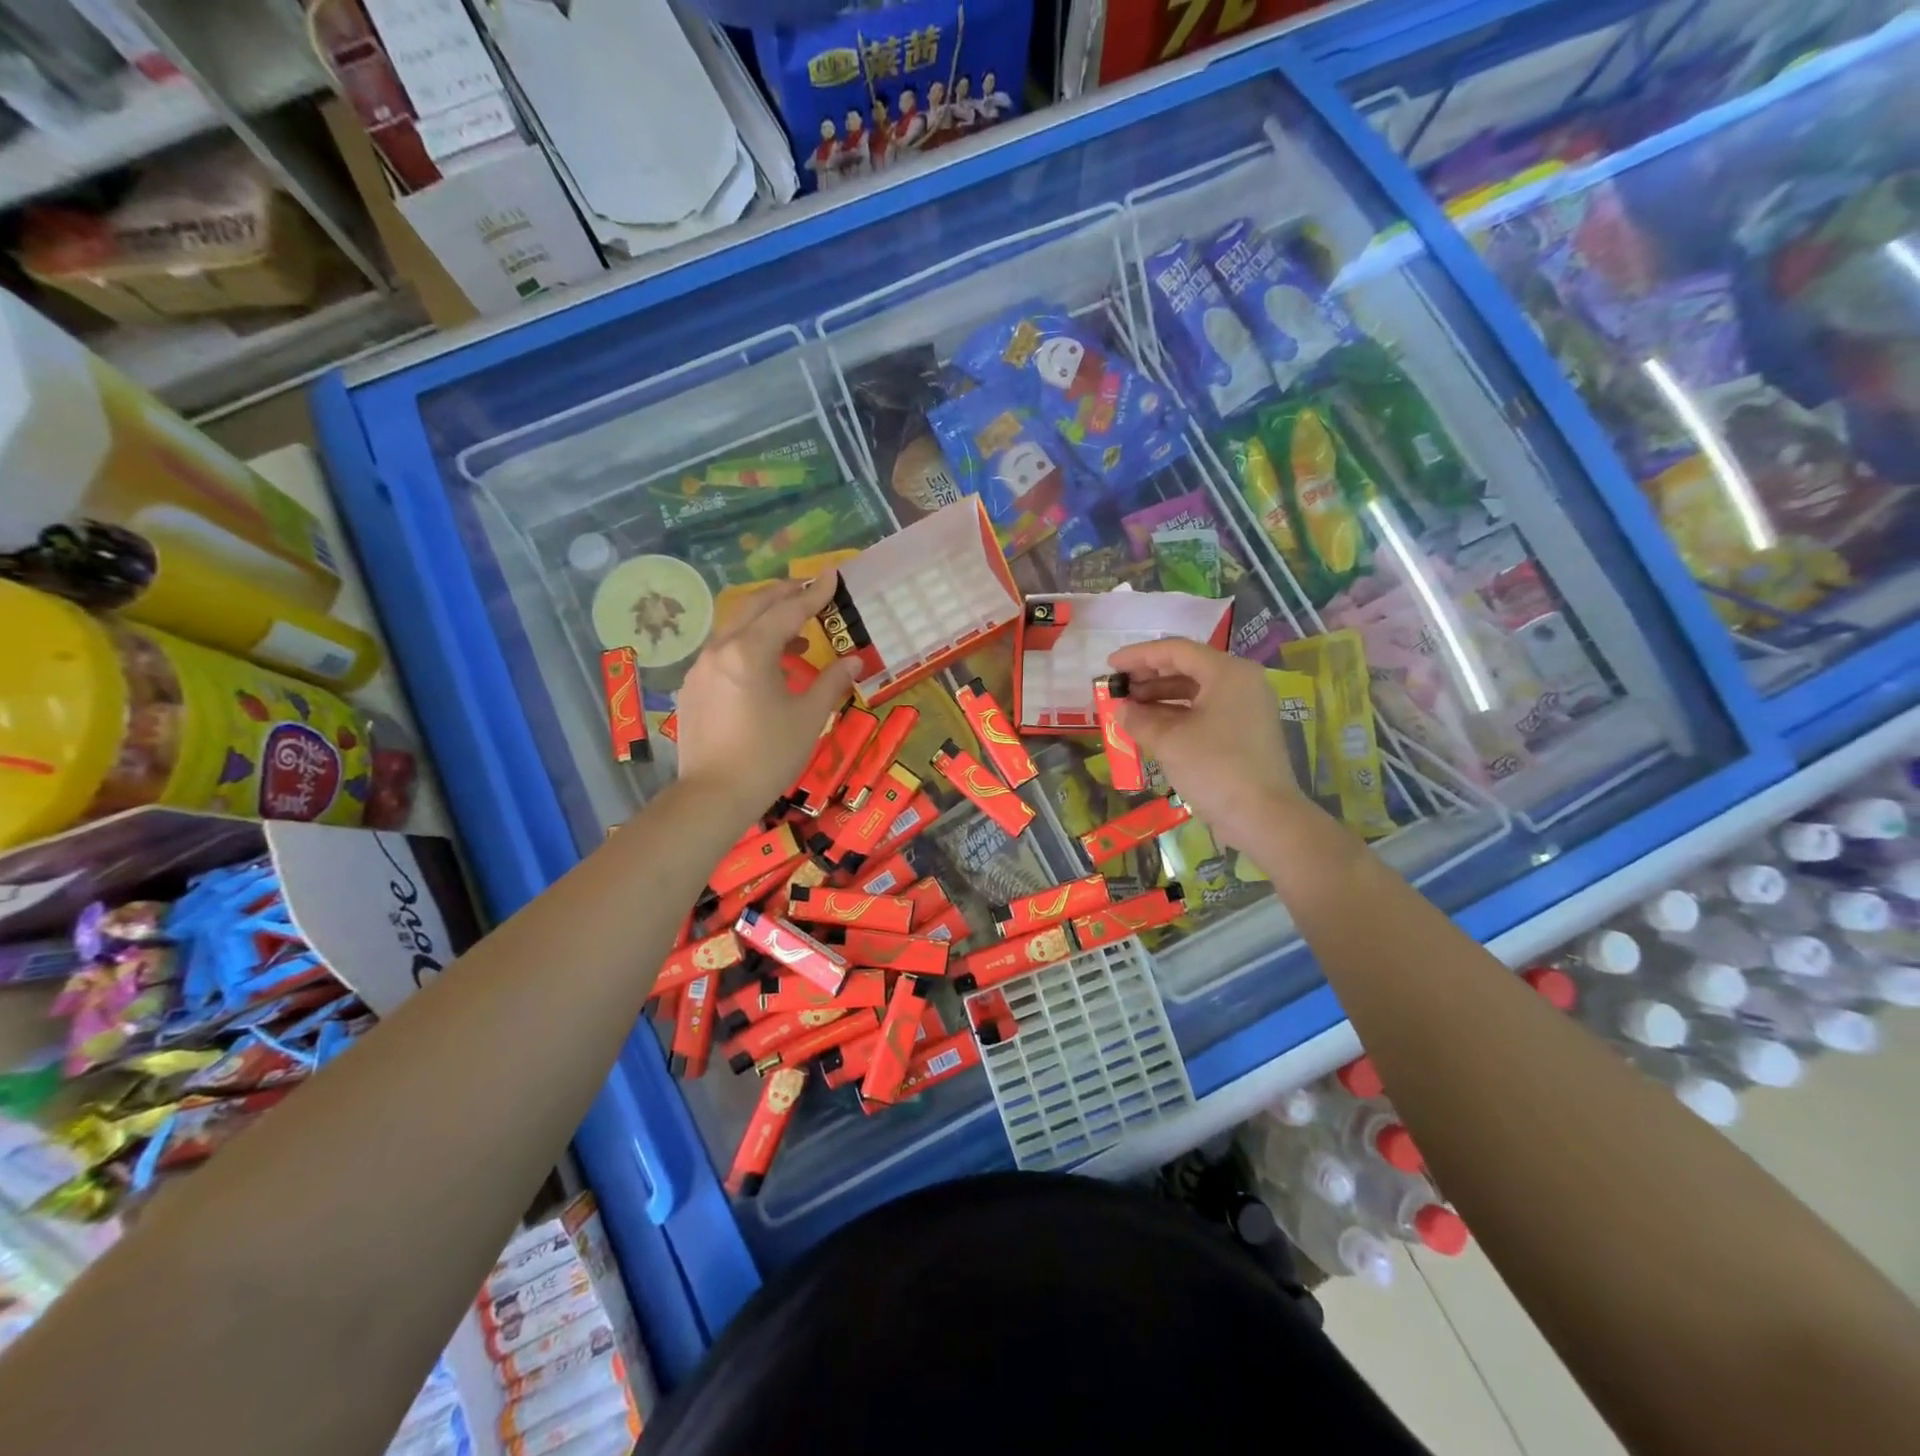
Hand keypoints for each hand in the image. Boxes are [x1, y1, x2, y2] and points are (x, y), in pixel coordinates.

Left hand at [675, 573, 856, 819]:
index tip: (832, 575)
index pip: (787, 611)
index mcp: (750, 652)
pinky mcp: (693, 688)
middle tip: (809, 590)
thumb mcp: (808, 718)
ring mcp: (701, 668)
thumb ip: (831, 682)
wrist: (713, 796)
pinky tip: (765, 666)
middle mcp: (720, 650)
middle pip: (753, 607)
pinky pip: (723, 651)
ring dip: (765, 621)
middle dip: (783, 595)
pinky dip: (747, 645)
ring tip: (795, 636)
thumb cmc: (768, 755)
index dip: (813, 593)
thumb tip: (854, 661)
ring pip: (735, 628)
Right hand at [1107, 637, 1301, 848]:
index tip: (1110, 665)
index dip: (1139, 656)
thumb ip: (1139, 718)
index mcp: (1227, 672)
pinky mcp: (1245, 731)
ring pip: (1196, 691)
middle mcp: (1241, 682)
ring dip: (1160, 697)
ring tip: (1129, 708)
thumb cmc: (1215, 768)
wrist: (1263, 817)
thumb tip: (1120, 709)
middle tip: (1118, 687)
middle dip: (1149, 676)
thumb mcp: (1169, 741)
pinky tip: (1152, 726)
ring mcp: (1246, 707)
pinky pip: (1205, 711)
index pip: (1176, 650)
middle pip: (1188, 667)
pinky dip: (1177, 715)